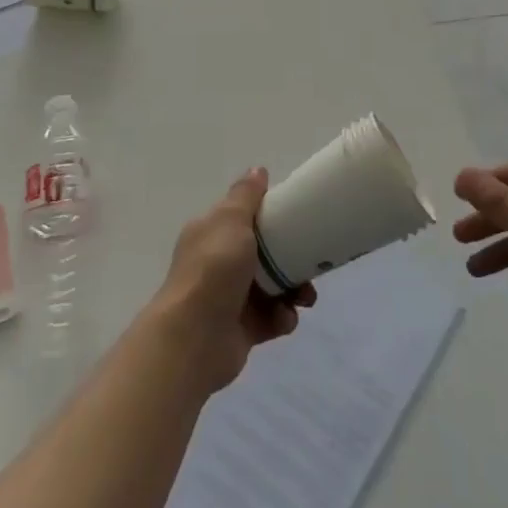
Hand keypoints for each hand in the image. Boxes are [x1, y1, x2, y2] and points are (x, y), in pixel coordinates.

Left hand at [152, 169, 315, 392]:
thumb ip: (246, 195)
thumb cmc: (214, 270)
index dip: (272, 216)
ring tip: (304, 298)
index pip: (245, 217)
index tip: (297, 218)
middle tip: (313, 262)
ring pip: (273, 287)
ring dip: (294, 291)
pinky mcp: (242, 329)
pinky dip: (282, 318)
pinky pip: (272, 318)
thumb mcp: (230, 220)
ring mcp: (230, 298)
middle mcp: (219, 263)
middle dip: (292, 258)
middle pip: (265, 254)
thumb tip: (257, 170)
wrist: (194, 338)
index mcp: (212, 233)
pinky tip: (283, 319)